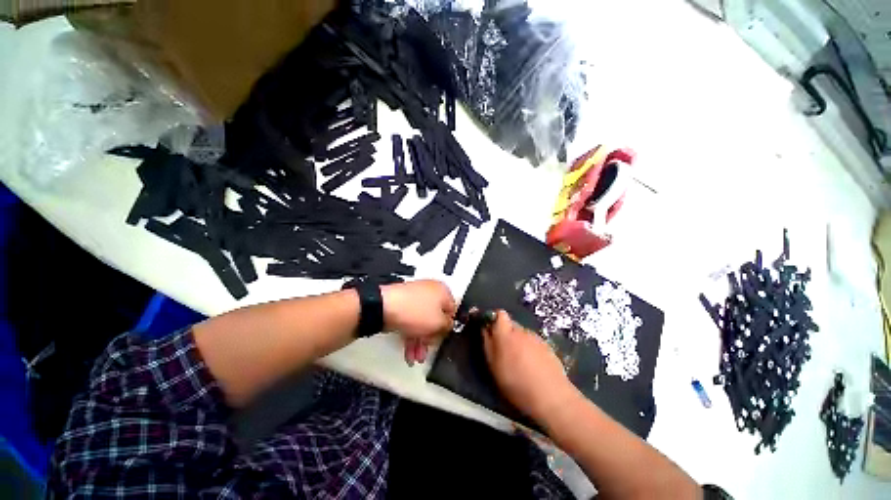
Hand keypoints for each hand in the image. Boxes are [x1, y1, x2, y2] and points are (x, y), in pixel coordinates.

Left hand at [381, 280, 455, 365]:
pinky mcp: (402, 303)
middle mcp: (430, 291)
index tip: (443, 338)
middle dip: (432, 337)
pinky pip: (411, 320)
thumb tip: (449, 325)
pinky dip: (411, 335)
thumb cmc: (414, 311)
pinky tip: (408, 352)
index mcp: (442, 290)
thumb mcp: (439, 323)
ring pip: (422, 321)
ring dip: (421, 340)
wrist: (384, 307)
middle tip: (428, 348)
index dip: (449, 326)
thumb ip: (448, 326)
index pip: (452, 310)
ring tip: (416, 356)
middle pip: (435, 317)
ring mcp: (414, 296)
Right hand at [483, 310, 575, 421]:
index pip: (500, 314)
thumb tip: (485, 328)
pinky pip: (533, 342)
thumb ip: (488, 344)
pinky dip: (530, 349)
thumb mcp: (494, 366)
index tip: (492, 331)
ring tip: (520, 362)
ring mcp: (536, 337)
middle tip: (505, 351)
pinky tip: (533, 366)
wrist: (552, 396)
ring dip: (518, 342)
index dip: (495, 319)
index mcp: (506, 334)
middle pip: (511, 324)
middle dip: (506, 333)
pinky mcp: (547, 346)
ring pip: (522, 334)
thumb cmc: (517, 383)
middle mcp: (521, 331)